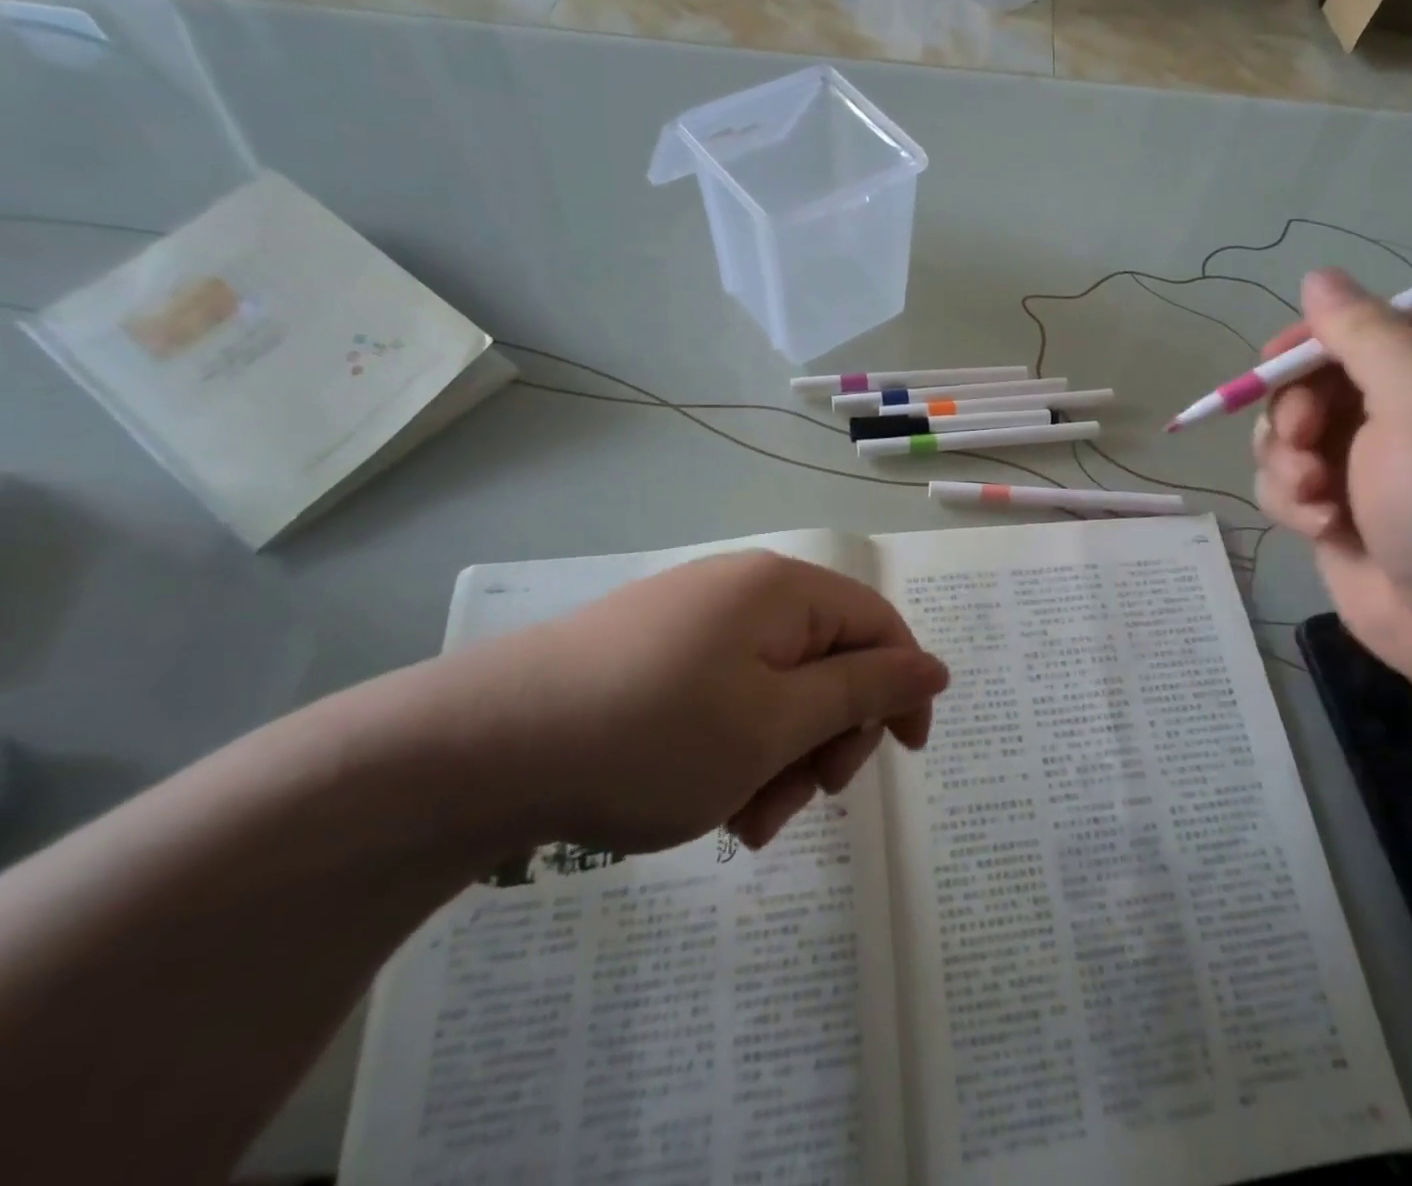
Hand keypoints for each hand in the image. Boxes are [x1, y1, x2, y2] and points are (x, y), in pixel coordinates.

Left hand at [446, 552, 947, 853]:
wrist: (477, 749)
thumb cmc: (651, 736)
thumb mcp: (776, 724)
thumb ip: (863, 692)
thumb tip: (934, 667)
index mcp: (783, 591)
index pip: (878, 626)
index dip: (903, 689)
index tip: (905, 756)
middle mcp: (745, 593)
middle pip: (828, 661)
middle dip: (830, 738)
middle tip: (804, 800)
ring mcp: (695, 623)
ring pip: (778, 691)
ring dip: (783, 758)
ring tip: (746, 821)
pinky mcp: (657, 656)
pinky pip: (729, 698)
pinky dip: (738, 751)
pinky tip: (710, 803)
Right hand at [1253, 268, 1411, 702]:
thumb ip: (1369, 335)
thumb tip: (1318, 278)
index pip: (1368, 326)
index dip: (1316, 339)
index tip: (1277, 363)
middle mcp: (1410, 412)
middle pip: (1316, 381)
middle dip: (1295, 411)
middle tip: (1303, 442)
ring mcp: (1371, 465)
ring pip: (1289, 435)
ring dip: (1286, 461)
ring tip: (1313, 497)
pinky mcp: (1340, 511)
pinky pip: (1286, 483)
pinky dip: (1290, 501)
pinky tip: (1319, 527)